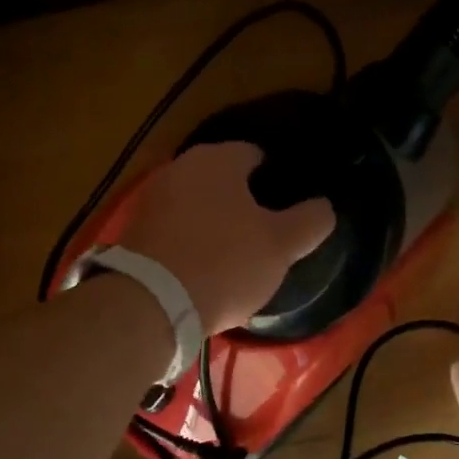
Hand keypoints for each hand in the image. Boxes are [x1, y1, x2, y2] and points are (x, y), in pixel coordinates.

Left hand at [118, 142, 333, 333]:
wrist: (151, 303)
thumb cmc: (225, 263)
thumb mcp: (281, 245)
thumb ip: (310, 221)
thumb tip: (324, 207)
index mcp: (218, 159)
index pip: (255, 155)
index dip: (276, 178)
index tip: (289, 207)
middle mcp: (180, 168)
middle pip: (223, 180)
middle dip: (243, 201)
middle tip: (266, 232)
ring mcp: (152, 199)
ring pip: (197, 205)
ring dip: (215, 222)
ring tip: (237, 254)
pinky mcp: (134, 232)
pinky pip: (175, 230)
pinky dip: (191, 242)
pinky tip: (204, 268)